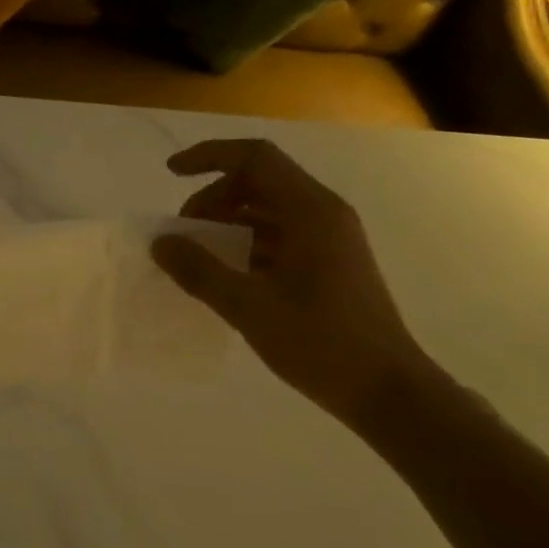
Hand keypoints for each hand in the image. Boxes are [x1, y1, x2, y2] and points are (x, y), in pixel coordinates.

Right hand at [152, 139, 433, 427]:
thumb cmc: (320, 343)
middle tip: (183, 233)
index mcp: (311, 210)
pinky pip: (281, 236)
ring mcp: (331, 239)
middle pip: (260, 182)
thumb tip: (161, 242)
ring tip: (198, 255)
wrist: (386, 390)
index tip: (170, 172)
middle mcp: (324, 214)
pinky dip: (248, 244)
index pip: (255, 158)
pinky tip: (227, 275)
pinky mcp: (331, 264)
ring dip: (229, 222)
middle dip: (214, 197)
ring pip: (270, 211)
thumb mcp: (249, 307)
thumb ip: (200, 271)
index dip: (209, 157)